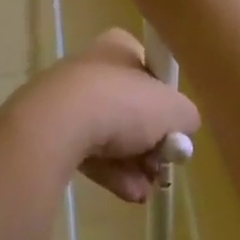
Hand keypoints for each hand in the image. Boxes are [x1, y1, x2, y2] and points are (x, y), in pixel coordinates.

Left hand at [0, 30, 200, 202]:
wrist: (58, 123)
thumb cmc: (121, 103)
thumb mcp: (172, 109)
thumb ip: (186, 115)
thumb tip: (185, 124)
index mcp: (119, 46)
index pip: (150, 68)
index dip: (165, 100)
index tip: (174, 128)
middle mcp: (94, 66)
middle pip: (133, 107)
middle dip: (151, 142)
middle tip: (162, 164)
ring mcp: (70, 97)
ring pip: (112, 134)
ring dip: (134, 164)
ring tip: (147, 189)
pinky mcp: (54, 128)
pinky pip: (90, 151)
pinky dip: (111, 171)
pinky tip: (128, 193)